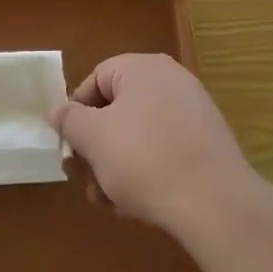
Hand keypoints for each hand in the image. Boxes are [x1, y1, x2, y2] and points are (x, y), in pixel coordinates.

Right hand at [51, 53, 254, 235]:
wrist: (214, 202)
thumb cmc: (144, 159)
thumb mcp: (94, 138)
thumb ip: (70, 119)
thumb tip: (59, 109)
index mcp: (144, 67)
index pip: (96, 79)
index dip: (77, 113)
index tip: (71, 148)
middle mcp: (171, 79)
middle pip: (118, 108)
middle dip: (97, 147)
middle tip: (88, 182)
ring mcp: (193, 109)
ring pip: (139, 133)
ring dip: (118, 165)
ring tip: (111, 202)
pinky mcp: (207, 141)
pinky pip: (165, 147)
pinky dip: (147, 170)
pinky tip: (139, 204)